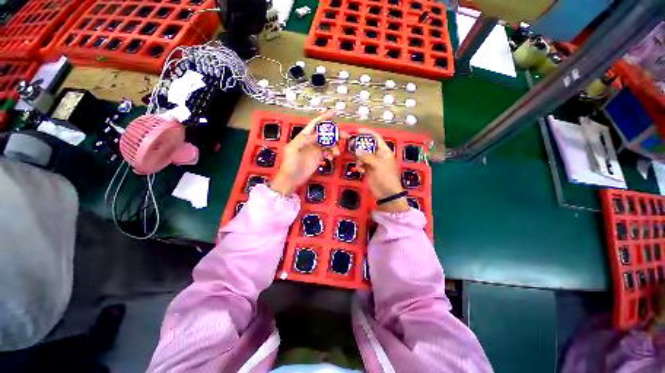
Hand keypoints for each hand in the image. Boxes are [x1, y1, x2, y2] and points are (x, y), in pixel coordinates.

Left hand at [270, 111, 339, 194]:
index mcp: (304, 136)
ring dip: (335, 146)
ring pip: (328, 143)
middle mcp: (311, 141)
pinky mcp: (318, 158)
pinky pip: (328, 152)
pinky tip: (332, 157)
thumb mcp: (293, 149)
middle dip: (334, 133)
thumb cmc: (289, 163)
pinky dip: (331, 153)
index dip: (324, 118)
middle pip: (325, 133)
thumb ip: (304, 139)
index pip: (315, 124)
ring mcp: (315, 150)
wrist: (291, 178)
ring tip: (337, 151)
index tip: (333, 113)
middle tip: (344, 135)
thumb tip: (317, 135)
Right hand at [354, 129, 408, 212]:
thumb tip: (357, 150)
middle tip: (351, 145)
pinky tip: (360, 169)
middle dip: (360, 146)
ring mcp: (373, 163)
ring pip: (363, 155)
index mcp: (384, 151)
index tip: (357, 130)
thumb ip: (367, 156)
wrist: (386, 193)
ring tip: (357, 161)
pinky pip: (362, 164)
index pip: (376, 138)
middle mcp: (379, 155)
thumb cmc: (385, 177)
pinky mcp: (369, 170)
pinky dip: (360, 165)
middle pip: (368, 146)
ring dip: (359, 157)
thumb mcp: (377, 165)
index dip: (368, 133)